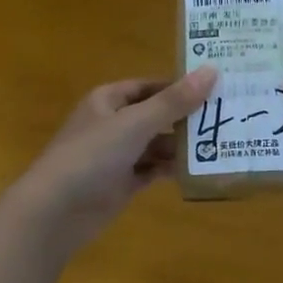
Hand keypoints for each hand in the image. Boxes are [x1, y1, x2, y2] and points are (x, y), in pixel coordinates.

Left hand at [3, 66, 218, 256]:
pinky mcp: (122, 183)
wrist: (55, 211)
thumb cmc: (91, 156)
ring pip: (156, 145)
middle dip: (187, 118)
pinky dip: (172, 169)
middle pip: (156, 115)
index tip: (216, 88)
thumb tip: (212, 71)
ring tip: (221, 144)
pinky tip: (199, 169)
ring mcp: (116, 155)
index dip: (180, 86)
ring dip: (183, 146)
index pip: (150, 86)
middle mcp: (113, 124)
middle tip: (227, 117)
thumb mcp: (135, 123)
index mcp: (108, 100)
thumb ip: (174, 101)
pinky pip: (153, 170)